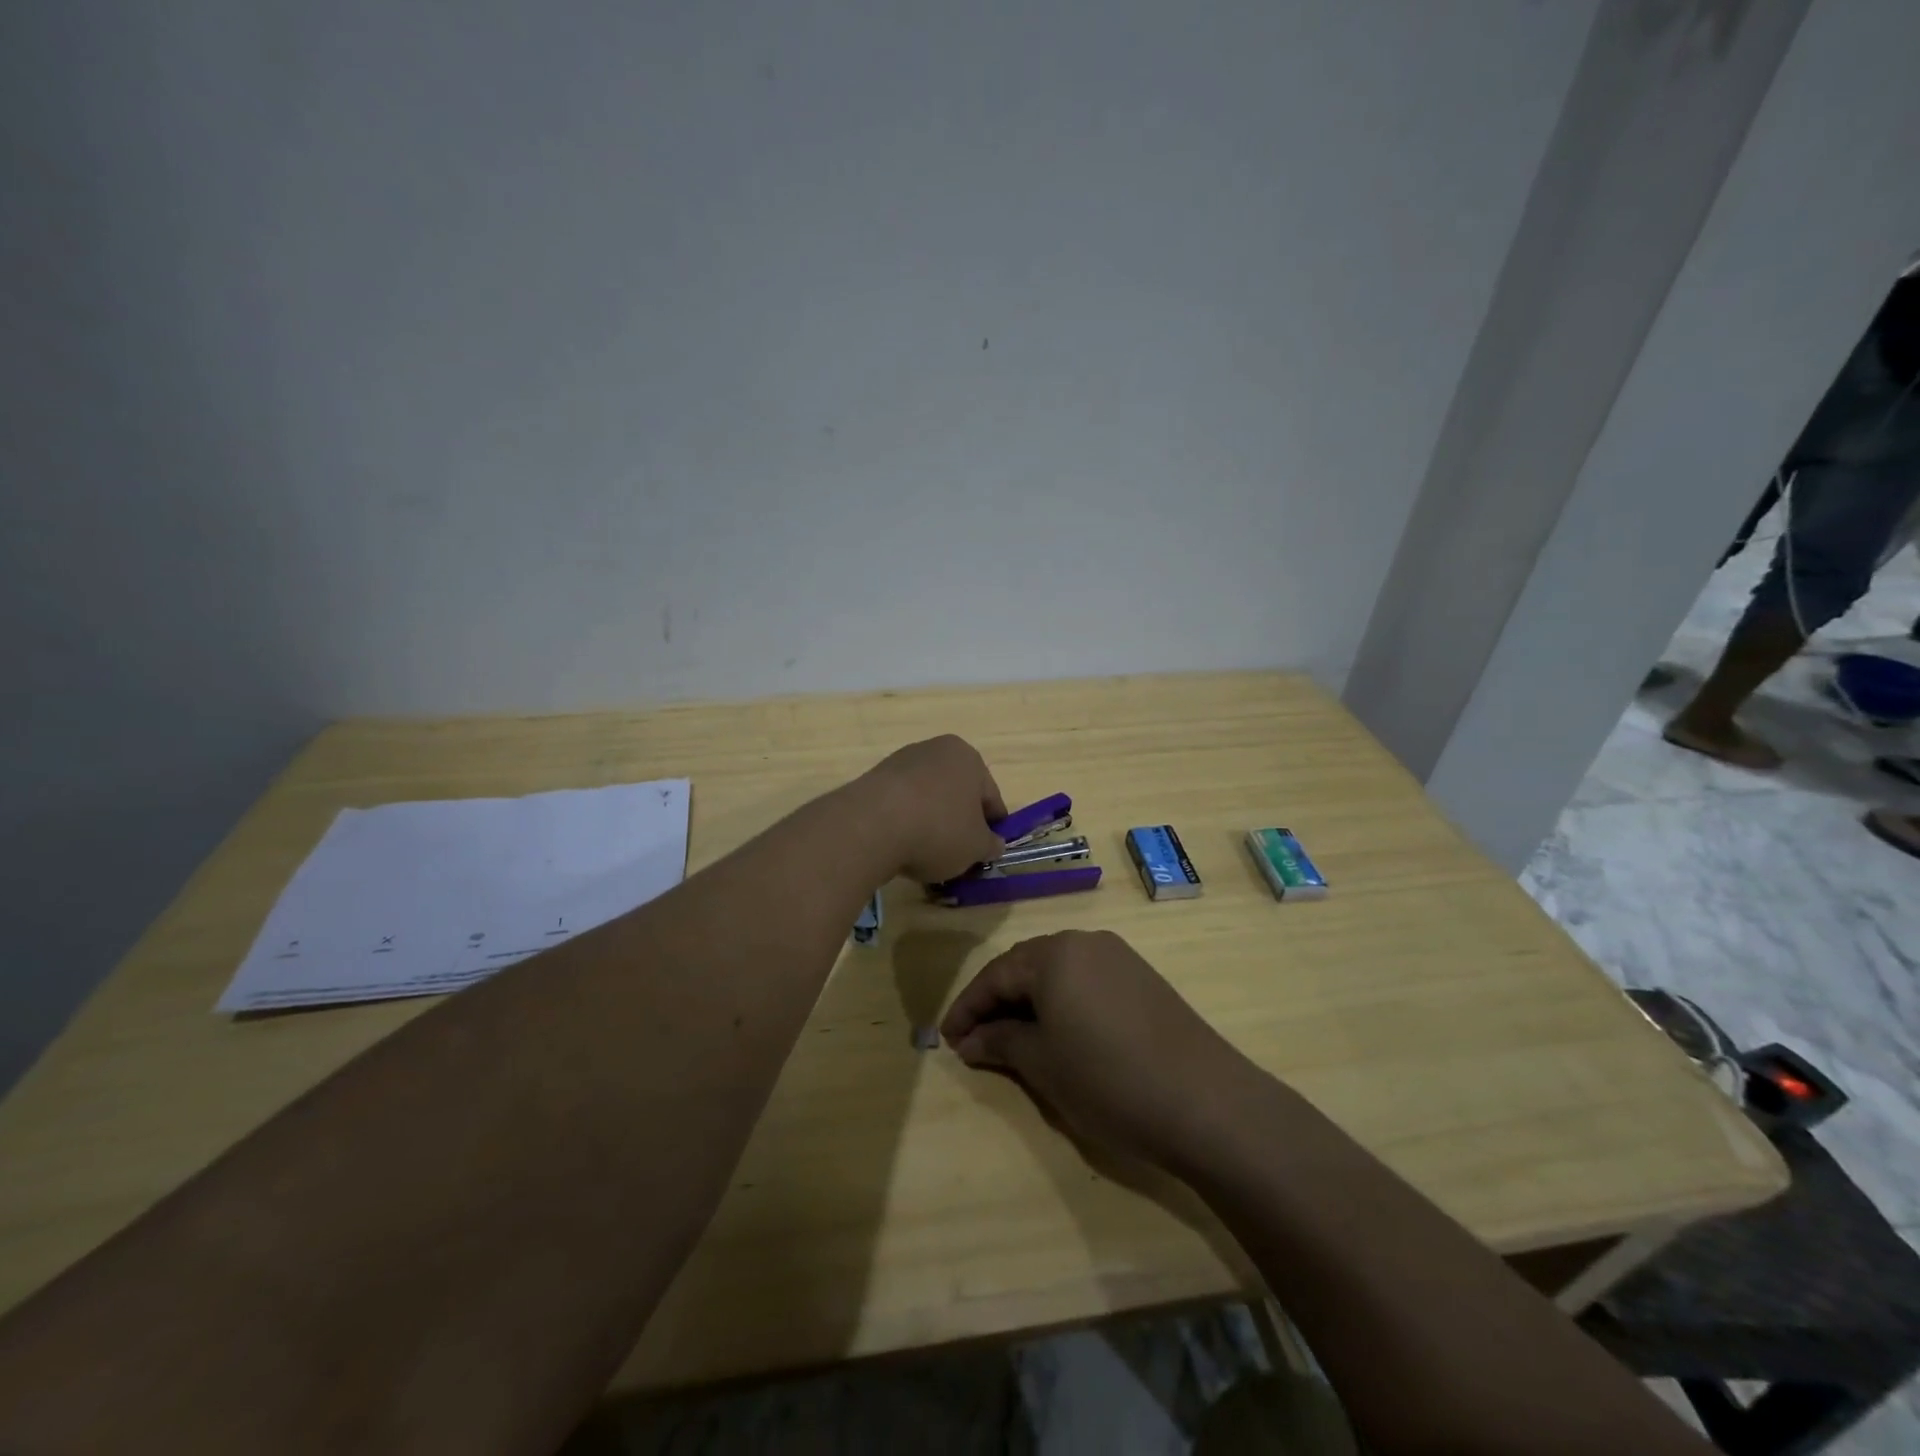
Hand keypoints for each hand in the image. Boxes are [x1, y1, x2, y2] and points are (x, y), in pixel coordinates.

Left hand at [860, 735, 1007, 883]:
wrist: (871, 826)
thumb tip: (993, 844)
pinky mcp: (874, 779)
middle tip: (958, 855)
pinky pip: (901, 805)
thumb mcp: (976, 847)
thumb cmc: (938, 829)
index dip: (992, 828)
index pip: (990, 797)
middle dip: (959, 823)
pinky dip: (905, 823)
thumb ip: (990, 845)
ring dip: (931, 822)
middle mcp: (935, 750)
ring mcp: (901, 762)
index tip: (986, 852)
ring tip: (926, 855)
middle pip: (957, 794)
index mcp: (968, 757)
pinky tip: (901, 846)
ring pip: (928, 799)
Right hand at [940, 930, 1264, 1171]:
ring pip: (1058, 973)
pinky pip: (1086, 981)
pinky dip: (1063, 1004)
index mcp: (1054, 954)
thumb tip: (971, 1039)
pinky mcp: (1143, 979)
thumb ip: (1000, 1042)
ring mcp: (1119, 957)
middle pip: (1026, 967)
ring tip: (1013, 1039)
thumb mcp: (1042, 1064)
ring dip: (1030, 1002)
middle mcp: (1085, 942)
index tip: (946, 1039)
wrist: (1206, 1101)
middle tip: (975, 1040)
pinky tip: (1061, 1034)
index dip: (967, 1008)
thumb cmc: (1108, 1080)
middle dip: (997, 1002)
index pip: (995, 975)